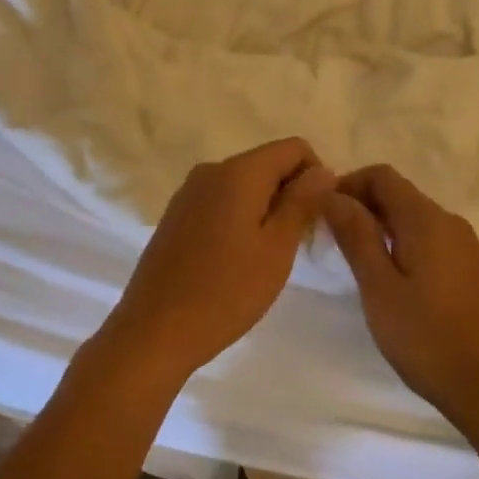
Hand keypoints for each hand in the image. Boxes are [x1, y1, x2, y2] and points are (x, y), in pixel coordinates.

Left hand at [97, 138, 335, 385]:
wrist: (154, 331)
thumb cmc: (226, 292)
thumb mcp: (277, 248)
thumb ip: (302, 202)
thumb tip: (323, 170)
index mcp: (239, 172)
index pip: (294, 147)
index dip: (316, 175)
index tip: (317, 218)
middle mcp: (211, 170)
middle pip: (268, 163)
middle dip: (290, 193)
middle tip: (297, 243)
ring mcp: (188, 192)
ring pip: (244, 184)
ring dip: (266, 208)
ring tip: (267, 256)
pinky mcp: (176, 215)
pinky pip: (220, 201)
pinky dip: (240, 217)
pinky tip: (237, 259)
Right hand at [324, 165, 478, 421]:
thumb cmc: (430, 338)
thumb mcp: (380, 288)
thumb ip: (356, 236)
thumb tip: (332, 194)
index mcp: (426, 219)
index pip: (381, 175)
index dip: (347, 185)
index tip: (321, 214)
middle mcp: (449, 222)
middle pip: (398, 194)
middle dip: (360, 207)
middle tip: (330, 241)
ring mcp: (465, 247)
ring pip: (412, 219)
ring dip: (379, 228)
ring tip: (354, 264)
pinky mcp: (471, 271)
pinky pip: (428, 241)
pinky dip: (400, 246)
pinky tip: (389, 282)